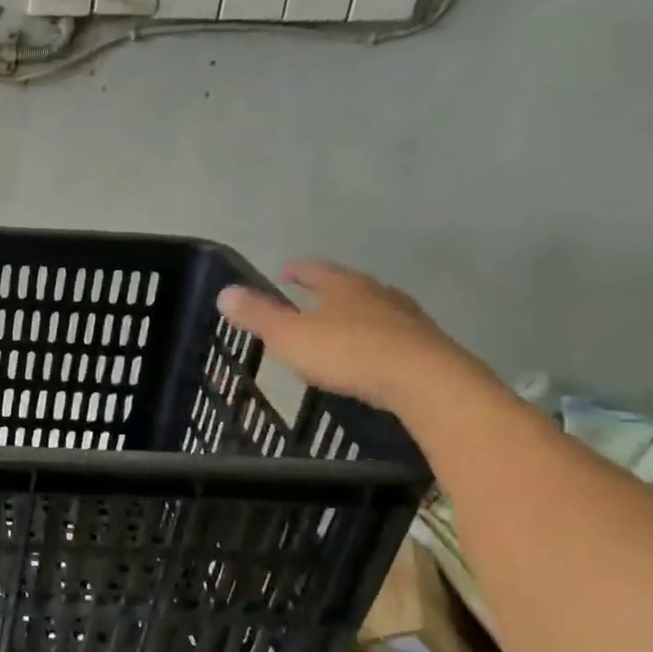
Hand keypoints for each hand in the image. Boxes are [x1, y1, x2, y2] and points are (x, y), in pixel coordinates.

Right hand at [216, 260, 497, 417]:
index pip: (316, 270)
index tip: (286, 271)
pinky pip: (395, 336)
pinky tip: (372, 354)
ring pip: (377, 309)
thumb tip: (225, 292)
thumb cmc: (348, 352)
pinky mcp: (427, 347)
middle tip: (315, 296)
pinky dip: (379, 340)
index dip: (299, 271)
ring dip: (359, 314)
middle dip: (332, 290)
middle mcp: (378, 294)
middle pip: (351, 286)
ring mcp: (407, 319)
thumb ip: (258, 315)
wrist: (424, 381)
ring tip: (343, 325)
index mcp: (343, 287)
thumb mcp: (289, 336)